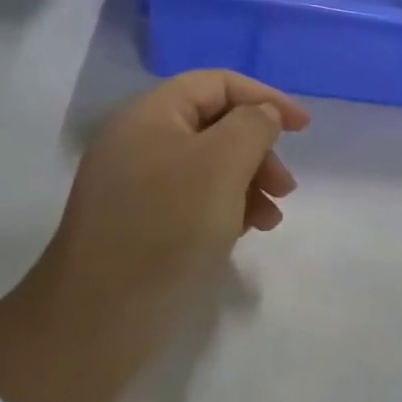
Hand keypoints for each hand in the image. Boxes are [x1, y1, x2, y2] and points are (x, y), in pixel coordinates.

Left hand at [43, 70, 309, 305]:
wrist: (98, 318)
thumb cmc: (167, 227)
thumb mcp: (222, 164)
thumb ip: (253, 126)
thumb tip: (261, 115)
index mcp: (150, 115)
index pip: (217, 83)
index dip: (264, 97)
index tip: (303, 128)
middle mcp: (139, 142)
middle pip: (215, 124)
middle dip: (258, 149)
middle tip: (285, 186)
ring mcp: (136, 185)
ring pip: (209, 165)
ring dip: (249, 183)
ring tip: (271, 218)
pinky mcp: (140, 223)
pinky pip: (193, 198)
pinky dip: (226, 207)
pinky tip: (245, 232)